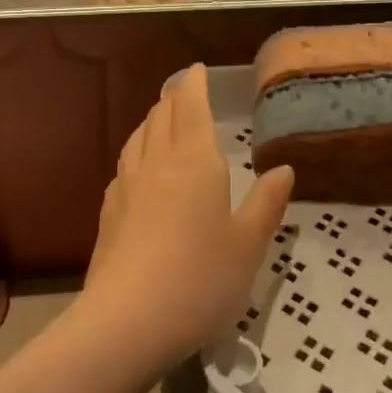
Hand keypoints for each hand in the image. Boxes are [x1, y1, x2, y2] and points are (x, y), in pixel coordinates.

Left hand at [81, 65, 294, 372]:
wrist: (126, 322)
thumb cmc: (200, 279)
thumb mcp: (248, 246)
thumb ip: (266, 204)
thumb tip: (283, 169)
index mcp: (194, 162)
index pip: (190, 107)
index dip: (193, 84)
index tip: (196, 69)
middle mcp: (156, 164)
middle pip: (159, 117)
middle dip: (172, 99)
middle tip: (183, 92)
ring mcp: (126, 188)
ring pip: (137, 139)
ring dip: (151, 122)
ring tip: (160, 120)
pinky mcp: (108, 215)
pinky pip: (124, 167)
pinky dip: (135, 153)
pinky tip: (138, 171)